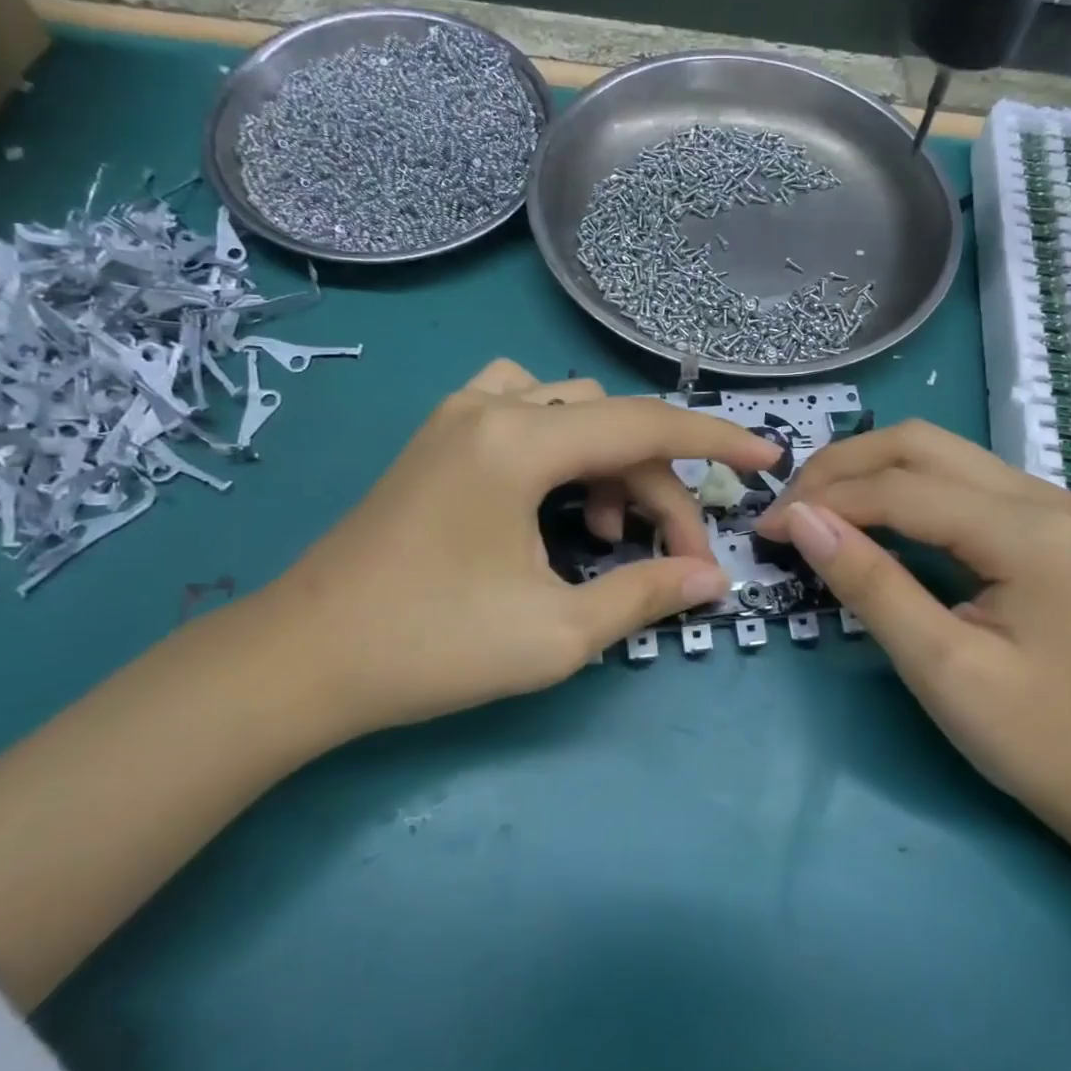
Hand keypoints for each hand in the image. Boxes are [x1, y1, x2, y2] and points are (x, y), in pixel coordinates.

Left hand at [263, 359, 779, 732]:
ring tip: (604, 529)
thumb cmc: (431, 647)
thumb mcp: (557, 632)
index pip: (646, 425)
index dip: (717, 440)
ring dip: (610, 461)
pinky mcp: (438, 441)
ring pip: (570, 410)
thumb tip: (713, 579)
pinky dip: (563, 446)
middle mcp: (491, 409)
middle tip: (674, 556)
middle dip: (659, 486)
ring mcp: (457, 418)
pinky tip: (557, 500)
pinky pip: (523, 412)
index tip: (768, 459)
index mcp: (520, 442)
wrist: (302, 661)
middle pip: (611, 425)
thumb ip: (644, 594)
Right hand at [757, 420, 1070, 820]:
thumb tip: (799, 519)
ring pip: (927, 451)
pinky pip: (943, 477)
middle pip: (915, 444)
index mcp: (1026, 532)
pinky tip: (858, 515)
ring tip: (811, 509)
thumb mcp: (938, 665)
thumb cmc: (1030, 732)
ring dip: (861, 471)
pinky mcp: (1025, 516)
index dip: (826, 500)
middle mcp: (1036, 494)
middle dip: (839, 469)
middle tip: (786, 512)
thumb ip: (869, 584)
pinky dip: (889, 487)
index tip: (767, 528)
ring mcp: (1036, 500)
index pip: (902, 489)